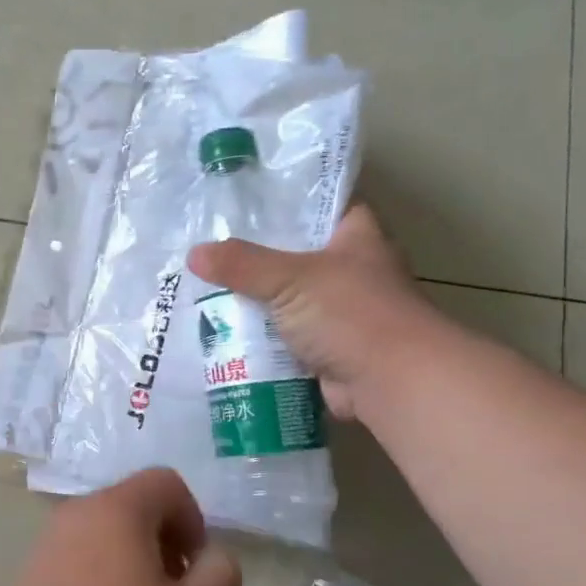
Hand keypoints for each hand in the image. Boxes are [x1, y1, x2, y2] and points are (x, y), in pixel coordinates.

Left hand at [0, 470, 241, 585]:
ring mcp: (48, 542)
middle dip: (164, 545)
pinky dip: (101, 582)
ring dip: (133, 566)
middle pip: (135, 508)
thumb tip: (212, 556)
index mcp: (117, 507)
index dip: (193, 521)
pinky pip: (80, 561)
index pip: (167, 483)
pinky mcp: (31, 574)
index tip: (194, 572)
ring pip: (106, 537)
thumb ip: (220, 575)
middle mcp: (78, 511)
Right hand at [188, 204, 436, 422]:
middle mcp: (353, 271)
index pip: (321, 206)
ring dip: (255, 303)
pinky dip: (261, 340)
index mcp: (357, 237)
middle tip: (210, 251)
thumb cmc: (351, 313)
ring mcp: (341, 313)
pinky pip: (285, 339)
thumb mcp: (289, 278)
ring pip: (287, 301)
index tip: (243, 204)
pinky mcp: (328, 350)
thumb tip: (194, 253)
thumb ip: (242, 264)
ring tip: (205, 292)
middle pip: (296, 256)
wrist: (391, 382)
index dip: (287, 202)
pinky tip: (223, 334)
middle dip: (256, 258)